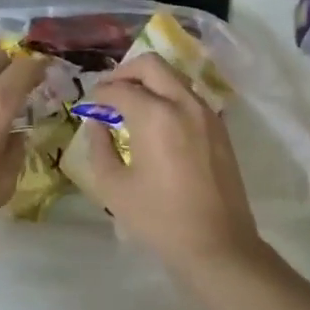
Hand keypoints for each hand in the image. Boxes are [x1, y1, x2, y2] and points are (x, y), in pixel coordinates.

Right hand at [79, 54, 279, 286]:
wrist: (217, 245)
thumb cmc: (159, 219)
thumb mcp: (114, 187)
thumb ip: (99, 147)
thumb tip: (97, 124)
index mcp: (155, 115)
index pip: (119, 88)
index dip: (98, 94)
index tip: (89, 106)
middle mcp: (183, 103)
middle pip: (151, 65)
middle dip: (125, 72)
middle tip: (109, 93)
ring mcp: (207, 113)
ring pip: (174, 77)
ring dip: (149, 82)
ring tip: (131, 107)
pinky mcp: (220, 128)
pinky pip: (189, 97)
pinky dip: (169, 97)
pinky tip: (157, 123)